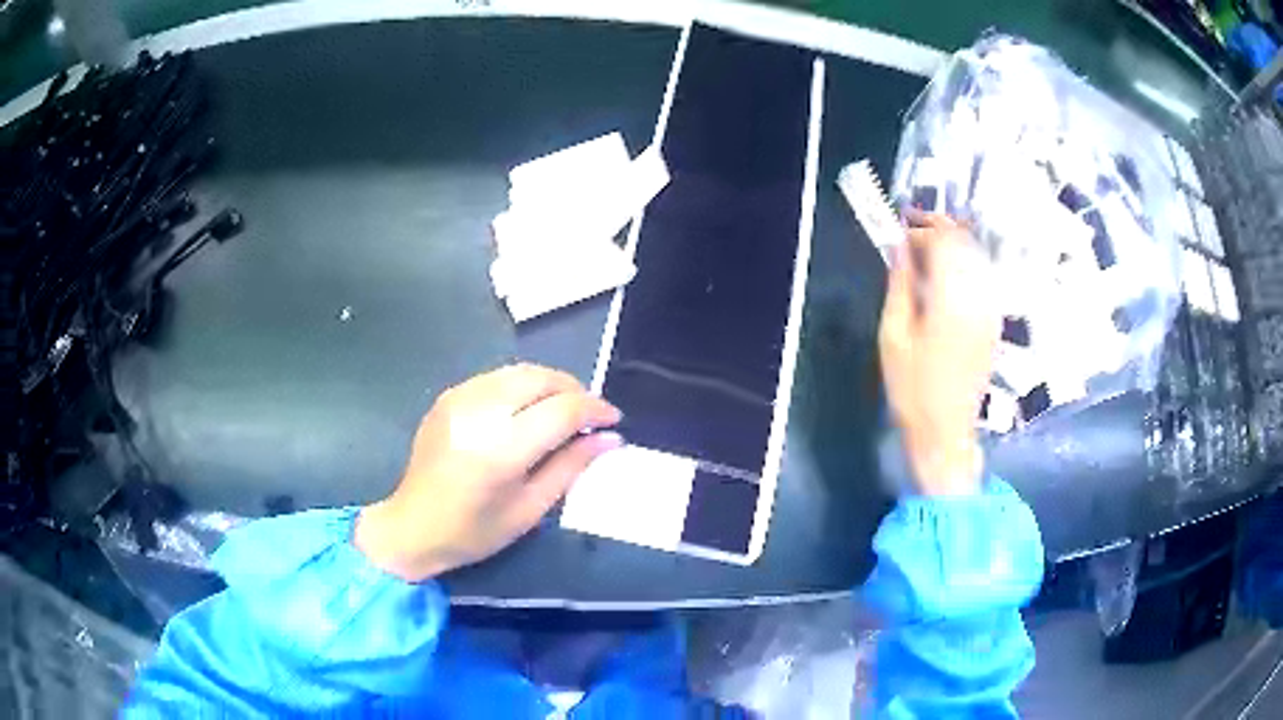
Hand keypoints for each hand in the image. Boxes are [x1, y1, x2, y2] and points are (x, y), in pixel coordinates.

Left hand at [354, 364, 621, 580]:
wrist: (412, 526)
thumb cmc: (474, 532)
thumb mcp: (530, 509)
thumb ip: (571, 467)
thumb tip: (610, 438)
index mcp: (500, 449)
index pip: (561, 410)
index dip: (594, 409)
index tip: (613, 420)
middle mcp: (478, 412)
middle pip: (541, 378)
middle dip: (574, 389)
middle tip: (590, 415)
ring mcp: (458, 398)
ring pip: (520, 371)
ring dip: (550, 384)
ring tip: (564, 410)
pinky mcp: (448, 396)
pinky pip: (497, 378)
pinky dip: (523, 386)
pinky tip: (528, 410)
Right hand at [879, 212, 998, 495]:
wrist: (945, 433)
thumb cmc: (912, 389)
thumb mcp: (893, 336)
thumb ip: (900, 285)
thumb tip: (900, 247)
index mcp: (952, 299)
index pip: (943, 241)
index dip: (920, 229)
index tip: (898, 232)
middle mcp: (979, 296)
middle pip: (965, 242)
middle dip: (938, 228)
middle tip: (910, 231)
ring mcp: (991, 309)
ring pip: (976, 256)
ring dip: (951, 244)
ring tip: (923, 251)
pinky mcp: (993, 320)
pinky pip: (982, 276)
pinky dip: (963, 264)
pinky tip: (943, 276)